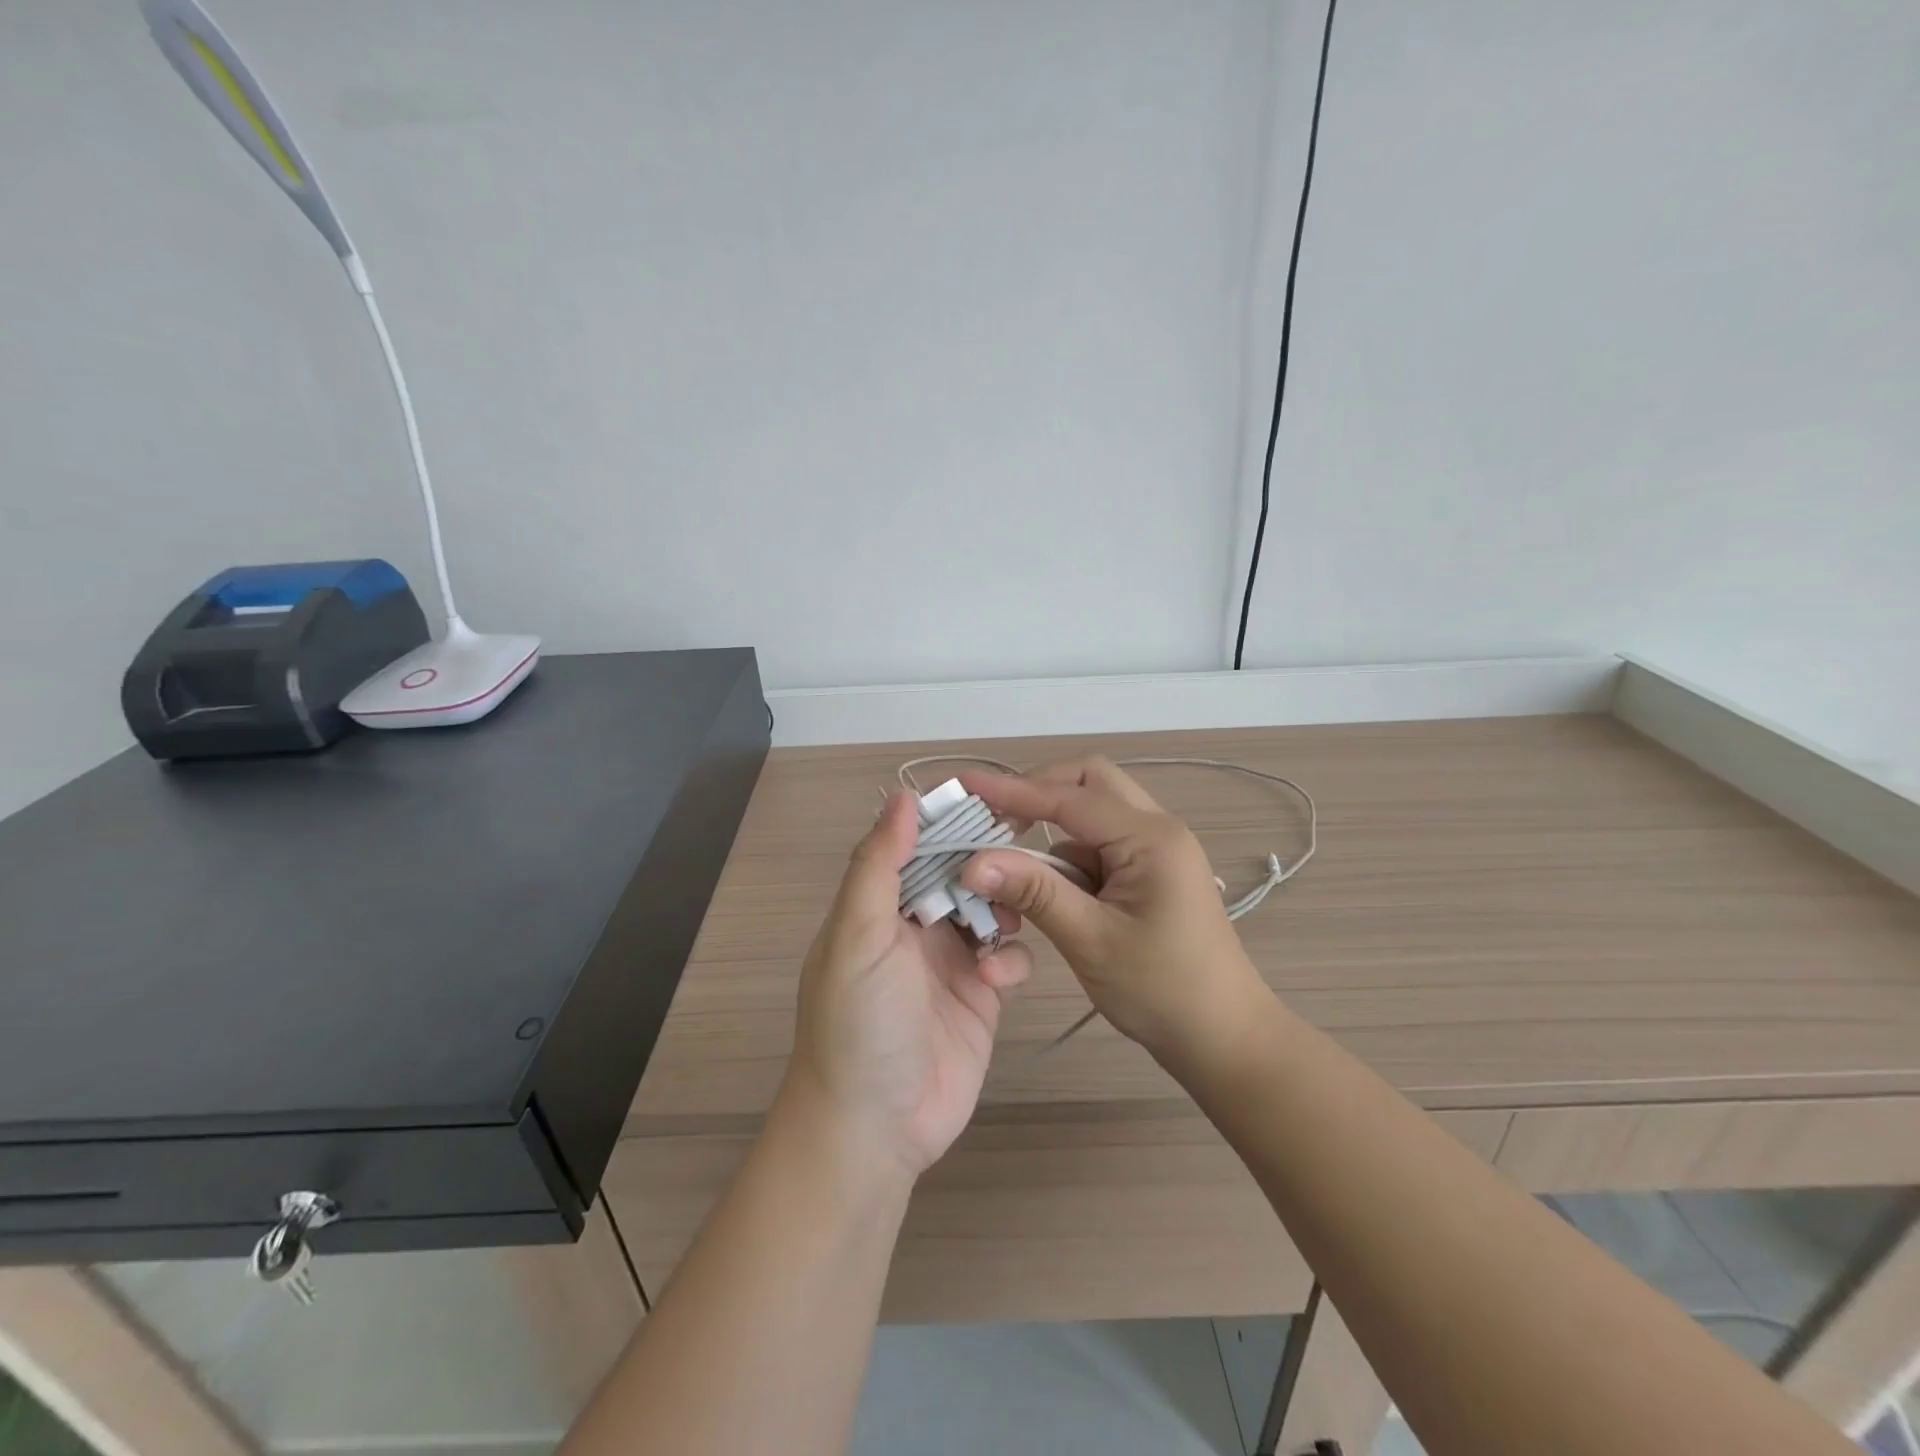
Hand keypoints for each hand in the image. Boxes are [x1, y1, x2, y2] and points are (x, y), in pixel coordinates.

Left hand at [785, 792, 1032, 1176]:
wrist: (874, 1127)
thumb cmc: (859, 1021)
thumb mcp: (857, 935)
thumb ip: (879, 865)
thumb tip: (902, 796)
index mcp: (878, 905)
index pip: (915, 845)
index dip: (947, 822)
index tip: (989, 798)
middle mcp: (915, 926)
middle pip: (959, 874)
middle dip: (986, 862)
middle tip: (1022, 848)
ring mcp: (951, 961)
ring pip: (990, 909)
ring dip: (1003, 906)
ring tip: (1006, 918)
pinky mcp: (981, 996)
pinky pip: (1009, 958)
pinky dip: (1012, 958)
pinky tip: (998, 976)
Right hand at [957, 758, 1270, 1063]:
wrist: (1224, 1039)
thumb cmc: (1163, 991)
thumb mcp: (1090, 940)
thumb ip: (1034, 892)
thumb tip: (973, 862)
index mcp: (1150, 837)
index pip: (1070, 797)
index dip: (1014, 791)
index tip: (966, 785)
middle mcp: (1156, 830)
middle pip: (1088, 784)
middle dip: (1038, 794)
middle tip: (994, 820)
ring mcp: (1155, 850)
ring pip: (1091, 816)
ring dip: (1050, 833)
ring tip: (1011, 870)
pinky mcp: (1148, 873)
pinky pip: (1098, 847)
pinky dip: (1067, 861)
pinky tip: (1048, 895)